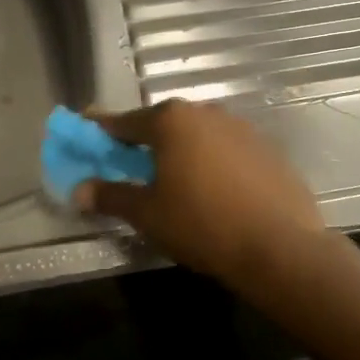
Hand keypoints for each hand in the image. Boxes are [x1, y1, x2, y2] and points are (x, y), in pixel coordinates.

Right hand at [75, 100, 324, 286]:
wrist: (280, 247)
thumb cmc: (202, 224)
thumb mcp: (147, 214)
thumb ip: (111, 196)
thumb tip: (79, 191)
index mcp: (170, 121)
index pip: (123, 122)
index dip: (101, 131)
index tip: (85, 132)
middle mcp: (205, 113)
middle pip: (162, 124)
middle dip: (143, 142)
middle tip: (129, 165)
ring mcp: (241, 128)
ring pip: (196, 135)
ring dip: (180, 151)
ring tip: (173, 181)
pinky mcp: (267, 148)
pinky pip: (226, 150)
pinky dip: (211, 162)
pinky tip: (213, 191)